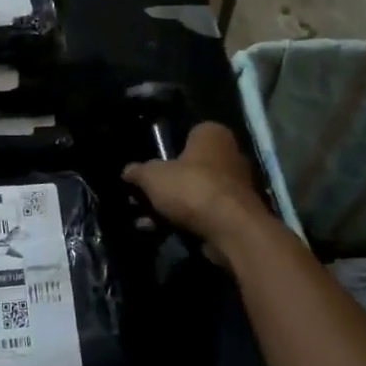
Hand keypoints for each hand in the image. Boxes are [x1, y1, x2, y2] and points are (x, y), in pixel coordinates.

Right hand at [122, 122, 267, 248]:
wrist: (231, 229)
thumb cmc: (192, 188)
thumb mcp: (153, 177)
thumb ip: (139, 172)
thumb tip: (127, 171)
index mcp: (212, 134)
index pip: (186, 134)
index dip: (166, 150)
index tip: (149, 167)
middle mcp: (229, 154)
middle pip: (190, 166)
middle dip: (167, 183)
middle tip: (143, 195)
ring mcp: (236, 185)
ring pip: (195, 191)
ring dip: (172, 205)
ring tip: (146, 219)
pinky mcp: (237, 213)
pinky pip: (205, 212)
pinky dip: (186, 220)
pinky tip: (163, 231)